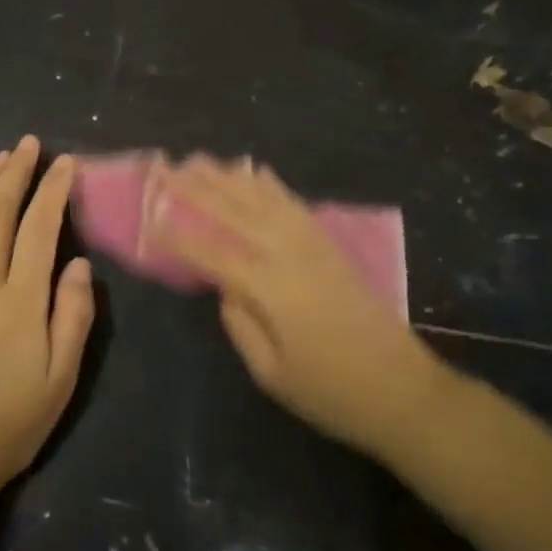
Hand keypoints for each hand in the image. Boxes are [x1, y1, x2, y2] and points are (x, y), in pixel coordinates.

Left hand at [0, 136, 95, 495]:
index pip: (41, 231)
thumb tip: (78, 265)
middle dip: (17, 175)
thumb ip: (73, 317)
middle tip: (29, 144)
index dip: (53, 192)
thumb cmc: (9, 424)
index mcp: (21, 302)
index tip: (65, 163)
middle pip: (0, 217)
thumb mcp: (60, 379)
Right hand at [149, 156, 437, 458]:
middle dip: (195, 188)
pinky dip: (269, 184)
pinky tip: (255, 171)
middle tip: (165, 168)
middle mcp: (288, 252)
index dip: (177, 237)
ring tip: (199, 159)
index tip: (149, 219)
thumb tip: (225, 288)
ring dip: (228, 176)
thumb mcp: (271, 373)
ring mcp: (312, 243)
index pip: (210, 253)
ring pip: (262, 197)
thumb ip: (240, 324)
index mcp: (268, 286)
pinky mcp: (330, 244)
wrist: (402, 388)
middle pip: (234, 211)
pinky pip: (293, 202)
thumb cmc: (330, 391)